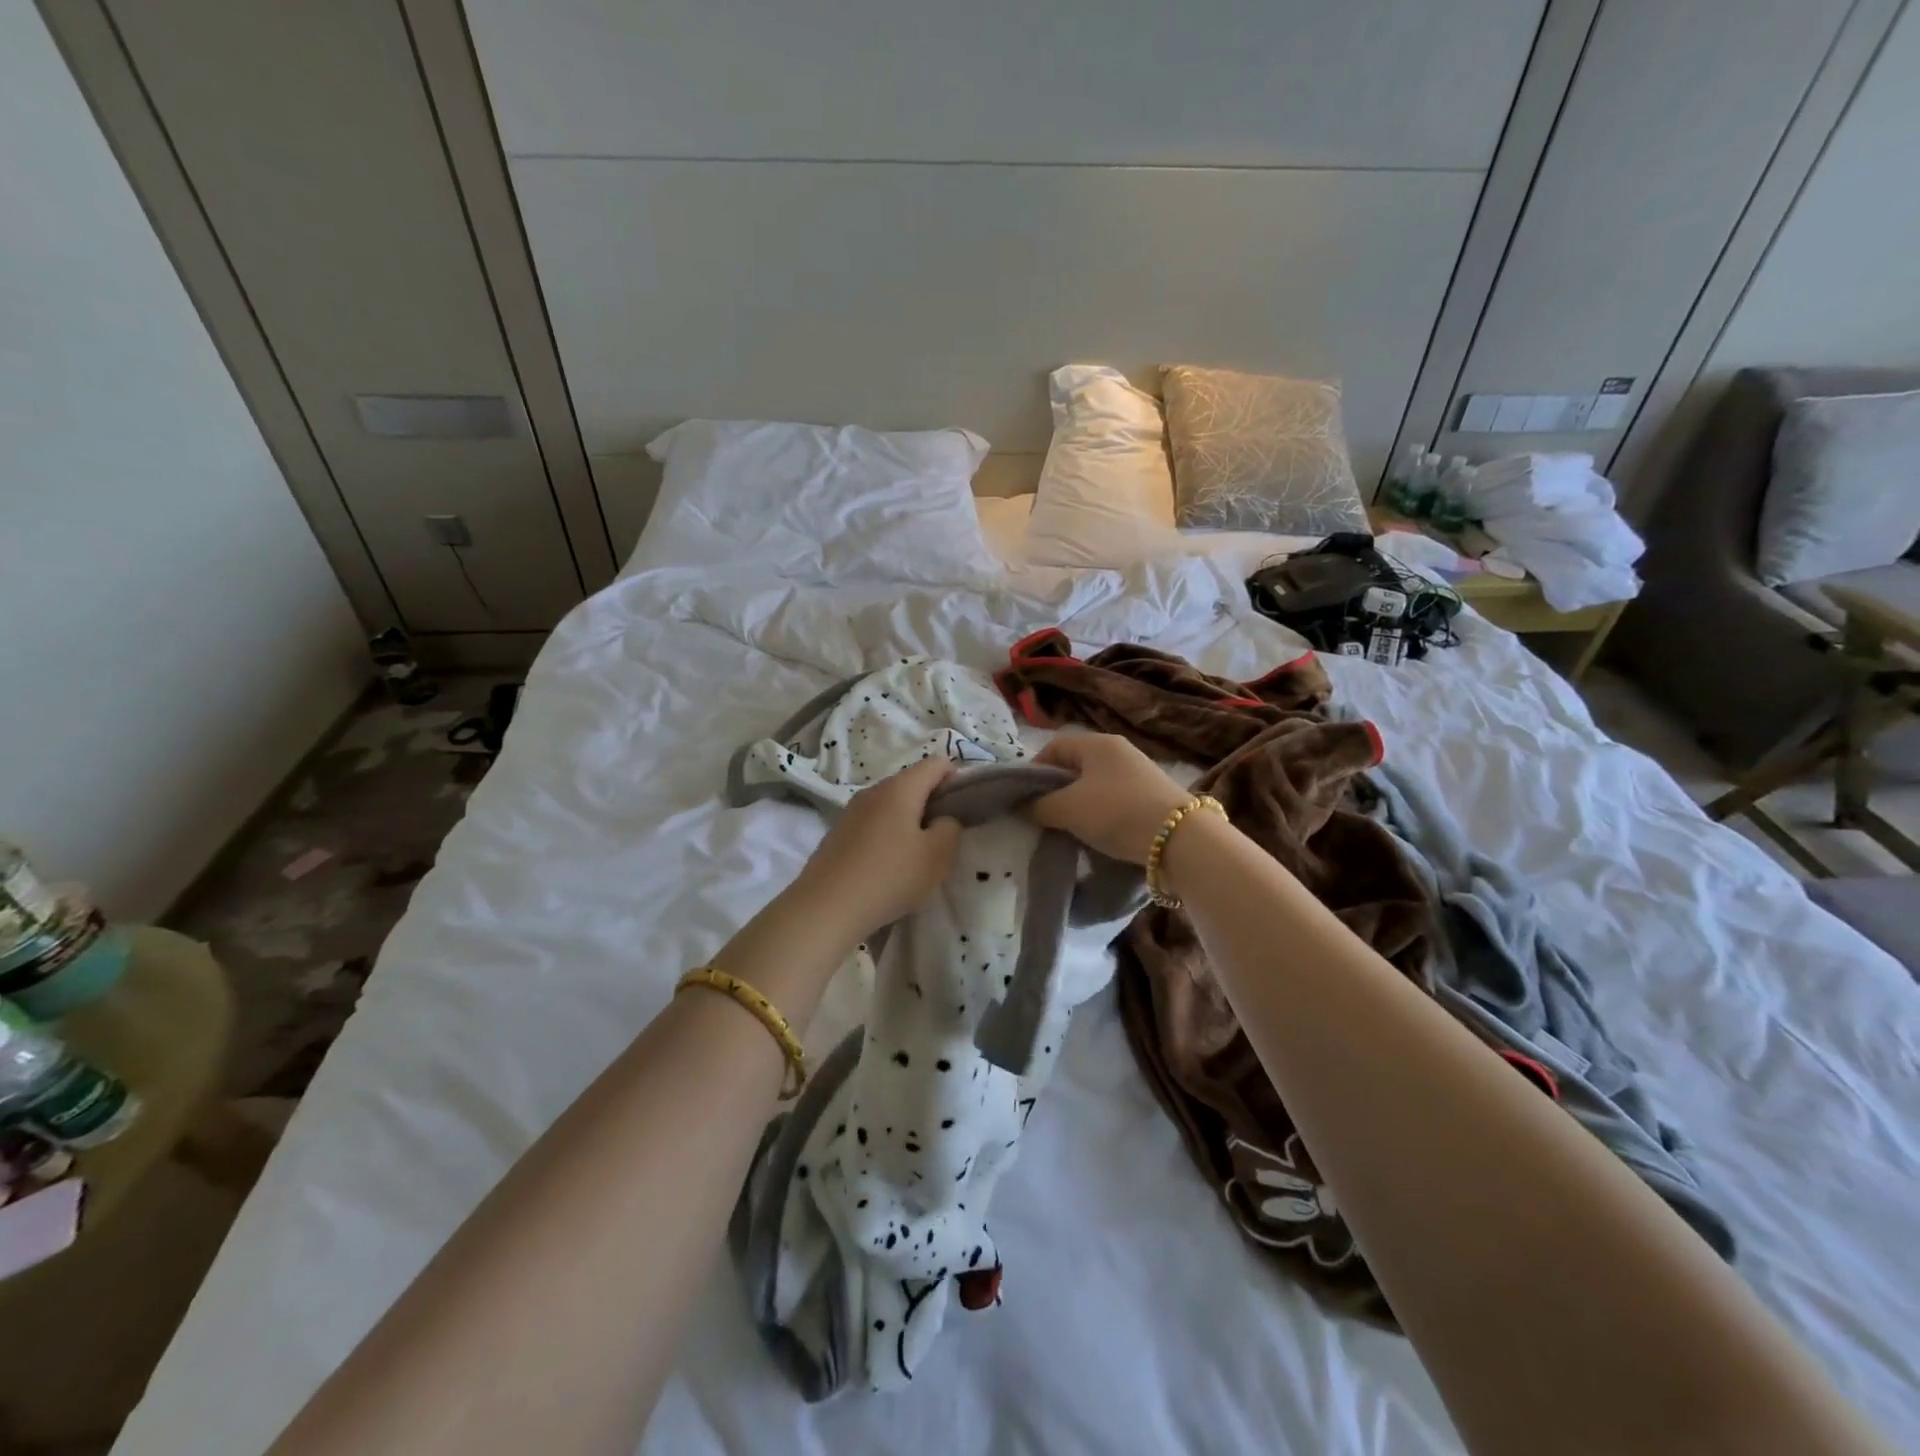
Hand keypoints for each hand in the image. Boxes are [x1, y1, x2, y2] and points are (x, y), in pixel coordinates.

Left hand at [793, 758, 962, 938]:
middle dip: (932, 803)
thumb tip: (943, 820)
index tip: (964, 808)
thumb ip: (950, 829)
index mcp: (900, 788)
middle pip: (911, 783)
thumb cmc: (890, 876)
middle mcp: (873, 791)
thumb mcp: (938, 856)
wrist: (826, 907)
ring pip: (890, 805)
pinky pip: (872, 824)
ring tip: (916, 855)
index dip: (956, 779)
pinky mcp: (837, 833)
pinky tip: (887, 866)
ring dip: (908, 822)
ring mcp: (851, 811)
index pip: (936, 764)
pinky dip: (886, 836)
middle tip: (943, 838)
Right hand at [1025, 732, 1191, 863]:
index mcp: (1097, 743)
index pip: (1054, 746)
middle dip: (1056, 790)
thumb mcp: (1068, 809)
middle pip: (1075, 766)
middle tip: (1042, 816)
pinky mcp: (1151, 797)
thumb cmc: (1116, 812)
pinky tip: (1096, 835)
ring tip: (1067, 829)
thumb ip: (1039, 806)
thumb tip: (1023, 807)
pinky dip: (1099, 815)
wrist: (1178, 839)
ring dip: (1077, 805)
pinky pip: (1113, 801)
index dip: (1035, 770)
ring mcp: (1138, 774)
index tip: (1024, 798)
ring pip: (1094, 785)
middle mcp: (1119, 751)